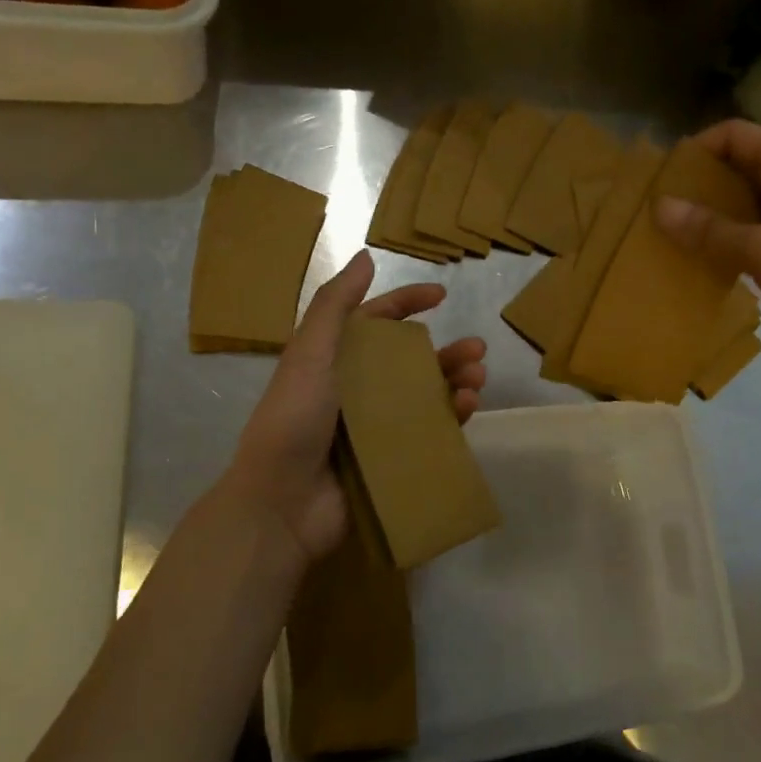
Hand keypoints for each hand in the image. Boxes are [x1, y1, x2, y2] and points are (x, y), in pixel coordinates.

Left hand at [223, 249, 485, 570]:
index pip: (376, 322)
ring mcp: (376, 427)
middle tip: (477, 348)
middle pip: (410, 361)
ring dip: (455, 381)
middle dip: (445, 351)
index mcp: (334, 361)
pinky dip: (451, 417)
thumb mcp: (309, 354)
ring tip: (478, 378)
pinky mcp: (391, 459)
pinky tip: (467, 407)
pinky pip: (429, 432)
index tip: (441, 295)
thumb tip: (365, 257)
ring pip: (426, 396)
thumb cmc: (293, 421)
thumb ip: (334, 305)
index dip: (406, 303)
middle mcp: (357, 390)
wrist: (282, 504)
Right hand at [655, 120, 760, 378]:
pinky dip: (733, 239)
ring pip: (748, 200)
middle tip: (659, 214)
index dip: (694, 151)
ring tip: (674, 238)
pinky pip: (760, 229)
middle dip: (699, 186)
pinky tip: (708, 262)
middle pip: (738, 165)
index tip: (660, 181)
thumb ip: (710, 230)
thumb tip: (660, 207)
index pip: (732, 135)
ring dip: (713, 216)